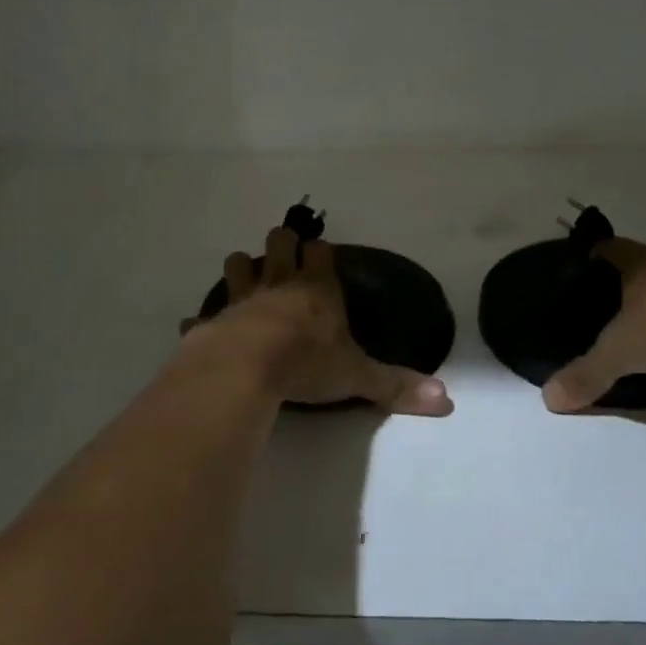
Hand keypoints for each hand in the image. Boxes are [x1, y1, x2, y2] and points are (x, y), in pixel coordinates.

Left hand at [182, 227, 453, 415]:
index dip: (320, 252)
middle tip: (285, 256)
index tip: (321, 254)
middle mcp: (280, 285)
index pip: (321, 253)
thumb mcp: (357, 377)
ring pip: (239, 263)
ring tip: (248, 280)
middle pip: (279, 242)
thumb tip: (447, 401)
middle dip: (282, 244)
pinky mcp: (212, 321)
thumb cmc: (306, 364)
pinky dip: (202, 320)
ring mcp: (242, 298)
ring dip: (242, 268)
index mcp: (317, 291)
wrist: (245, 369)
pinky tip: (198, 328)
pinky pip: (202, 315)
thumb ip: (397, 386)